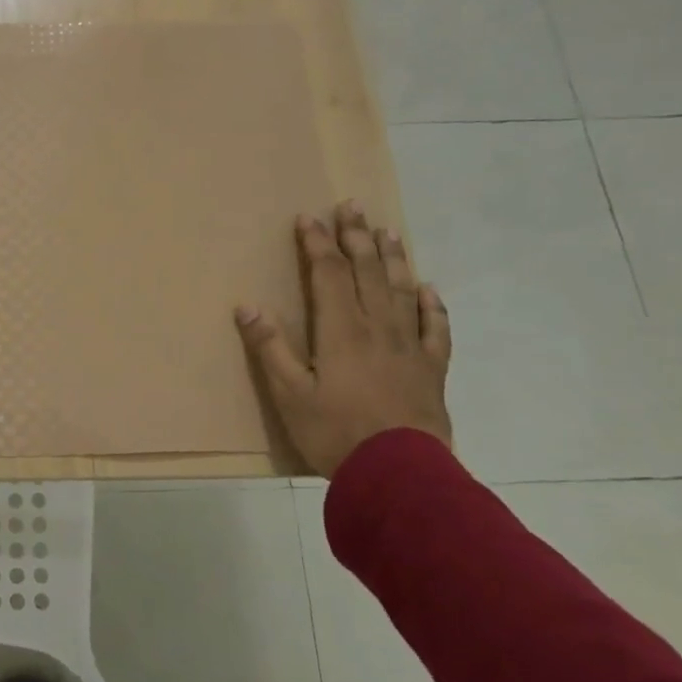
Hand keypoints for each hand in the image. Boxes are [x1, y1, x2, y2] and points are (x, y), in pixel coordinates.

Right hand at [235, 199, 451, 478]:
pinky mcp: (431, 371)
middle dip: (357, 237)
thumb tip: (247, 306)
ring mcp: (409, 348)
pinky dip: (432, 306)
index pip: (328, 274)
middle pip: (367, 273)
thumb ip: (269, 348)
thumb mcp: (289, 394)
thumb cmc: (335, 433)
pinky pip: (435, 330)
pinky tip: (429, 289)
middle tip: (353, 207)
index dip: (317, 244)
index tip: (308, 218)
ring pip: (402, 291)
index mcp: (341, 331)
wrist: (400, 475)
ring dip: (394, 259)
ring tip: (389, 232)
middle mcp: (378, 328)